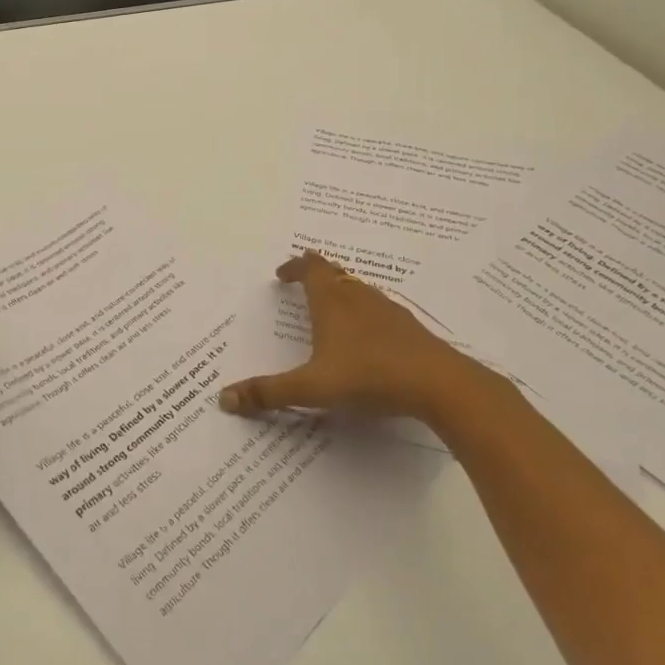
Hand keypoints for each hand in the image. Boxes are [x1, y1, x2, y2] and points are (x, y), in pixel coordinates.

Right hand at [219, 252, 508, 429]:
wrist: (440, 384)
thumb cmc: (368, 376)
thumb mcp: (312, 388)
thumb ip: (269, 393)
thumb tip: (224, 398)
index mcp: (331, 301)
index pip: (310, 268)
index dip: (294, 266)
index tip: (282, 273)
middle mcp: (358, 296)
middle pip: (335, 273)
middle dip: (316, 274)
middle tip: (301, 281)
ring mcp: (388, 310)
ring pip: (359, 289)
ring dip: (341, 291)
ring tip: (330, 306)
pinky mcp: (409, 328)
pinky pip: (378, 309)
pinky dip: (364, 312)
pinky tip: (367, 336)